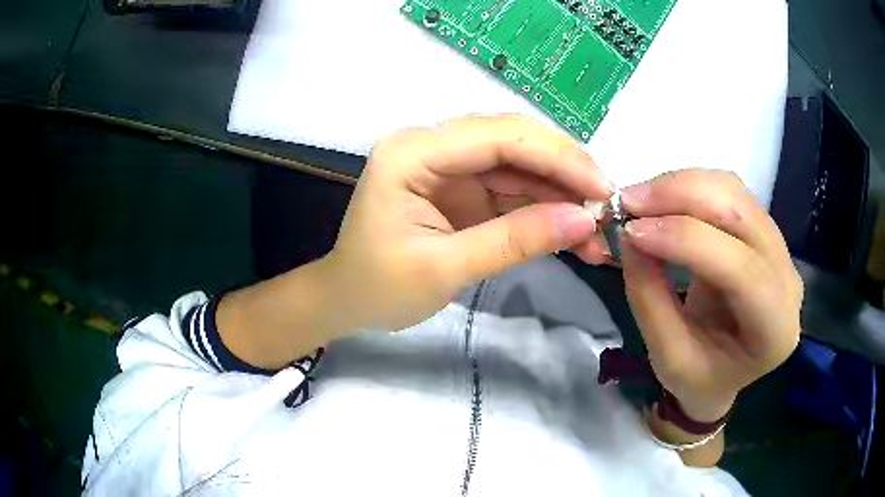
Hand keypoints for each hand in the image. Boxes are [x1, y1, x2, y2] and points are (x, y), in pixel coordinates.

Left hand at [321, 114, 612, 334]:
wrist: (347, 300)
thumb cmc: (378, 288)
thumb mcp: (444, 269)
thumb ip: (514, 240)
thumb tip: (584, 221)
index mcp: (413, 153)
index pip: (497, 137)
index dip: (557, 158)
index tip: (602, 188)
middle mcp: (431, 145)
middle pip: (512, 141)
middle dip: (565, 171)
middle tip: (608, 204)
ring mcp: (448, 164)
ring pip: (518, 164)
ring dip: (560, 192)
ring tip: (597, 226)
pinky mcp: (461, 187)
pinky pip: (511, 187)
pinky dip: (544, 207)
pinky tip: (572, 228)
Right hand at [617, 169, 802, 420]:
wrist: (723, 372)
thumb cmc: (700, 379)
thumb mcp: (668, 359)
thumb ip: (650, 299)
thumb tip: (629, 236)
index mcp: (775, 329)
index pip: (742, 270)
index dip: (687, 240)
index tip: (632, 232)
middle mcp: (788, 279)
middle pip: (743, 215)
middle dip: (683, 196)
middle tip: (630, 201)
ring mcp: (781, 249)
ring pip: (736, 193)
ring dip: (684, 186)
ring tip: (641, 199)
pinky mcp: (764, 231)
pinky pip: (731, 192)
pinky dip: (692, 187)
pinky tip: (665, 200)